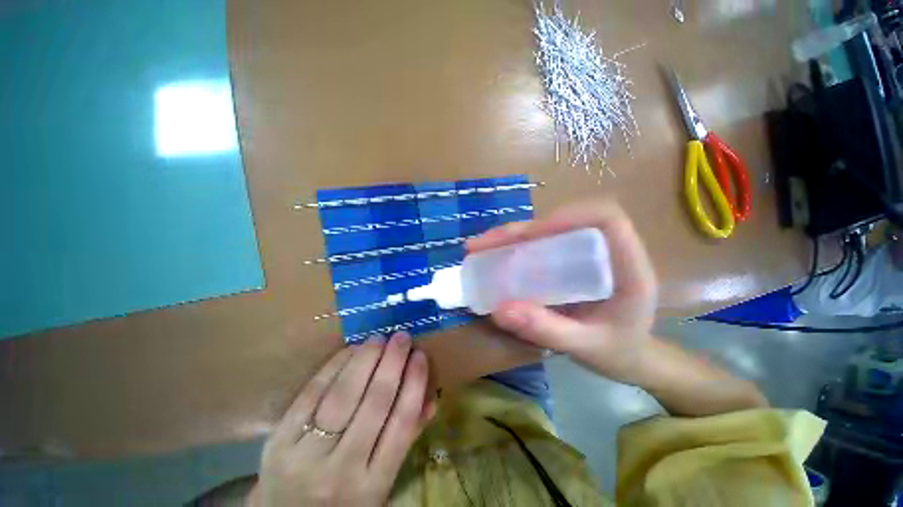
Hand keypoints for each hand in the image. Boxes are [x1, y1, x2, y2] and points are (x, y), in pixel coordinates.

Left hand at [253, 332, 433, 506]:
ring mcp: (305, 457)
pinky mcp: (277, 443)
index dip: (414, 383)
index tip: (420, 355)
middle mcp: (341, 472)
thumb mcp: (379, 485)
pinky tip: (349, 350)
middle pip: (374, 404)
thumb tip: (431, 399)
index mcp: (373, 486)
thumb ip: (405, 441)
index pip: (402, 423)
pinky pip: (311, 395)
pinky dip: (334, 367)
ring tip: (379, 339)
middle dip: (392, 363)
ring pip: (342, 395)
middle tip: (402, 337)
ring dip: (364, 360)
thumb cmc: (342, 499)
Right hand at [467, 199, 657, 383]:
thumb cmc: (617, 352)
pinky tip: (495, 256)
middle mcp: (608, 251)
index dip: (566, 218)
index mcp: (628, 267)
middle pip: (567, 220)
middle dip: (522, 229)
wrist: (629, 356)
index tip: (529, 235)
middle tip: (485, 243)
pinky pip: (543, 243)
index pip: (605, 219)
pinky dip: (517, 247)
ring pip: (550, 230)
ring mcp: (587, 253)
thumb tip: (499, 310)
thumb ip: (546, 330)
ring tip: (481, 247)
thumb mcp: (584, 346)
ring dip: (514, 236)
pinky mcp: (571, 259)